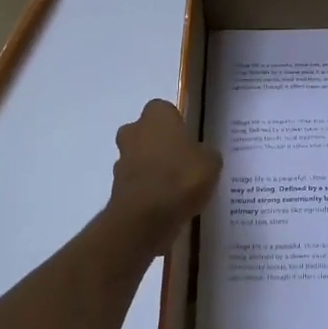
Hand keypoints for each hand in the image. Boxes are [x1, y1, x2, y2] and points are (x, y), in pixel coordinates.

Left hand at [108, 99, 221, 248]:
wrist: (145, 218)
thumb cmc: (181, 178)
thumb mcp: (211, 162)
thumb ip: (206, 153)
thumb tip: (202, 156)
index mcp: (157, 115)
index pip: (166, 110)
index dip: (178, 125)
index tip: (190, 141)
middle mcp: (134, 130)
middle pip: (148, 133)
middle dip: (161, 145)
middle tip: (184, 163)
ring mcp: (122, 159)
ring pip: (140, 158)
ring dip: (153, 169)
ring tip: (177, 189)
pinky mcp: (116, 187)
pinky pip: (137, 183)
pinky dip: (148, 191)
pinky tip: (166, 205)